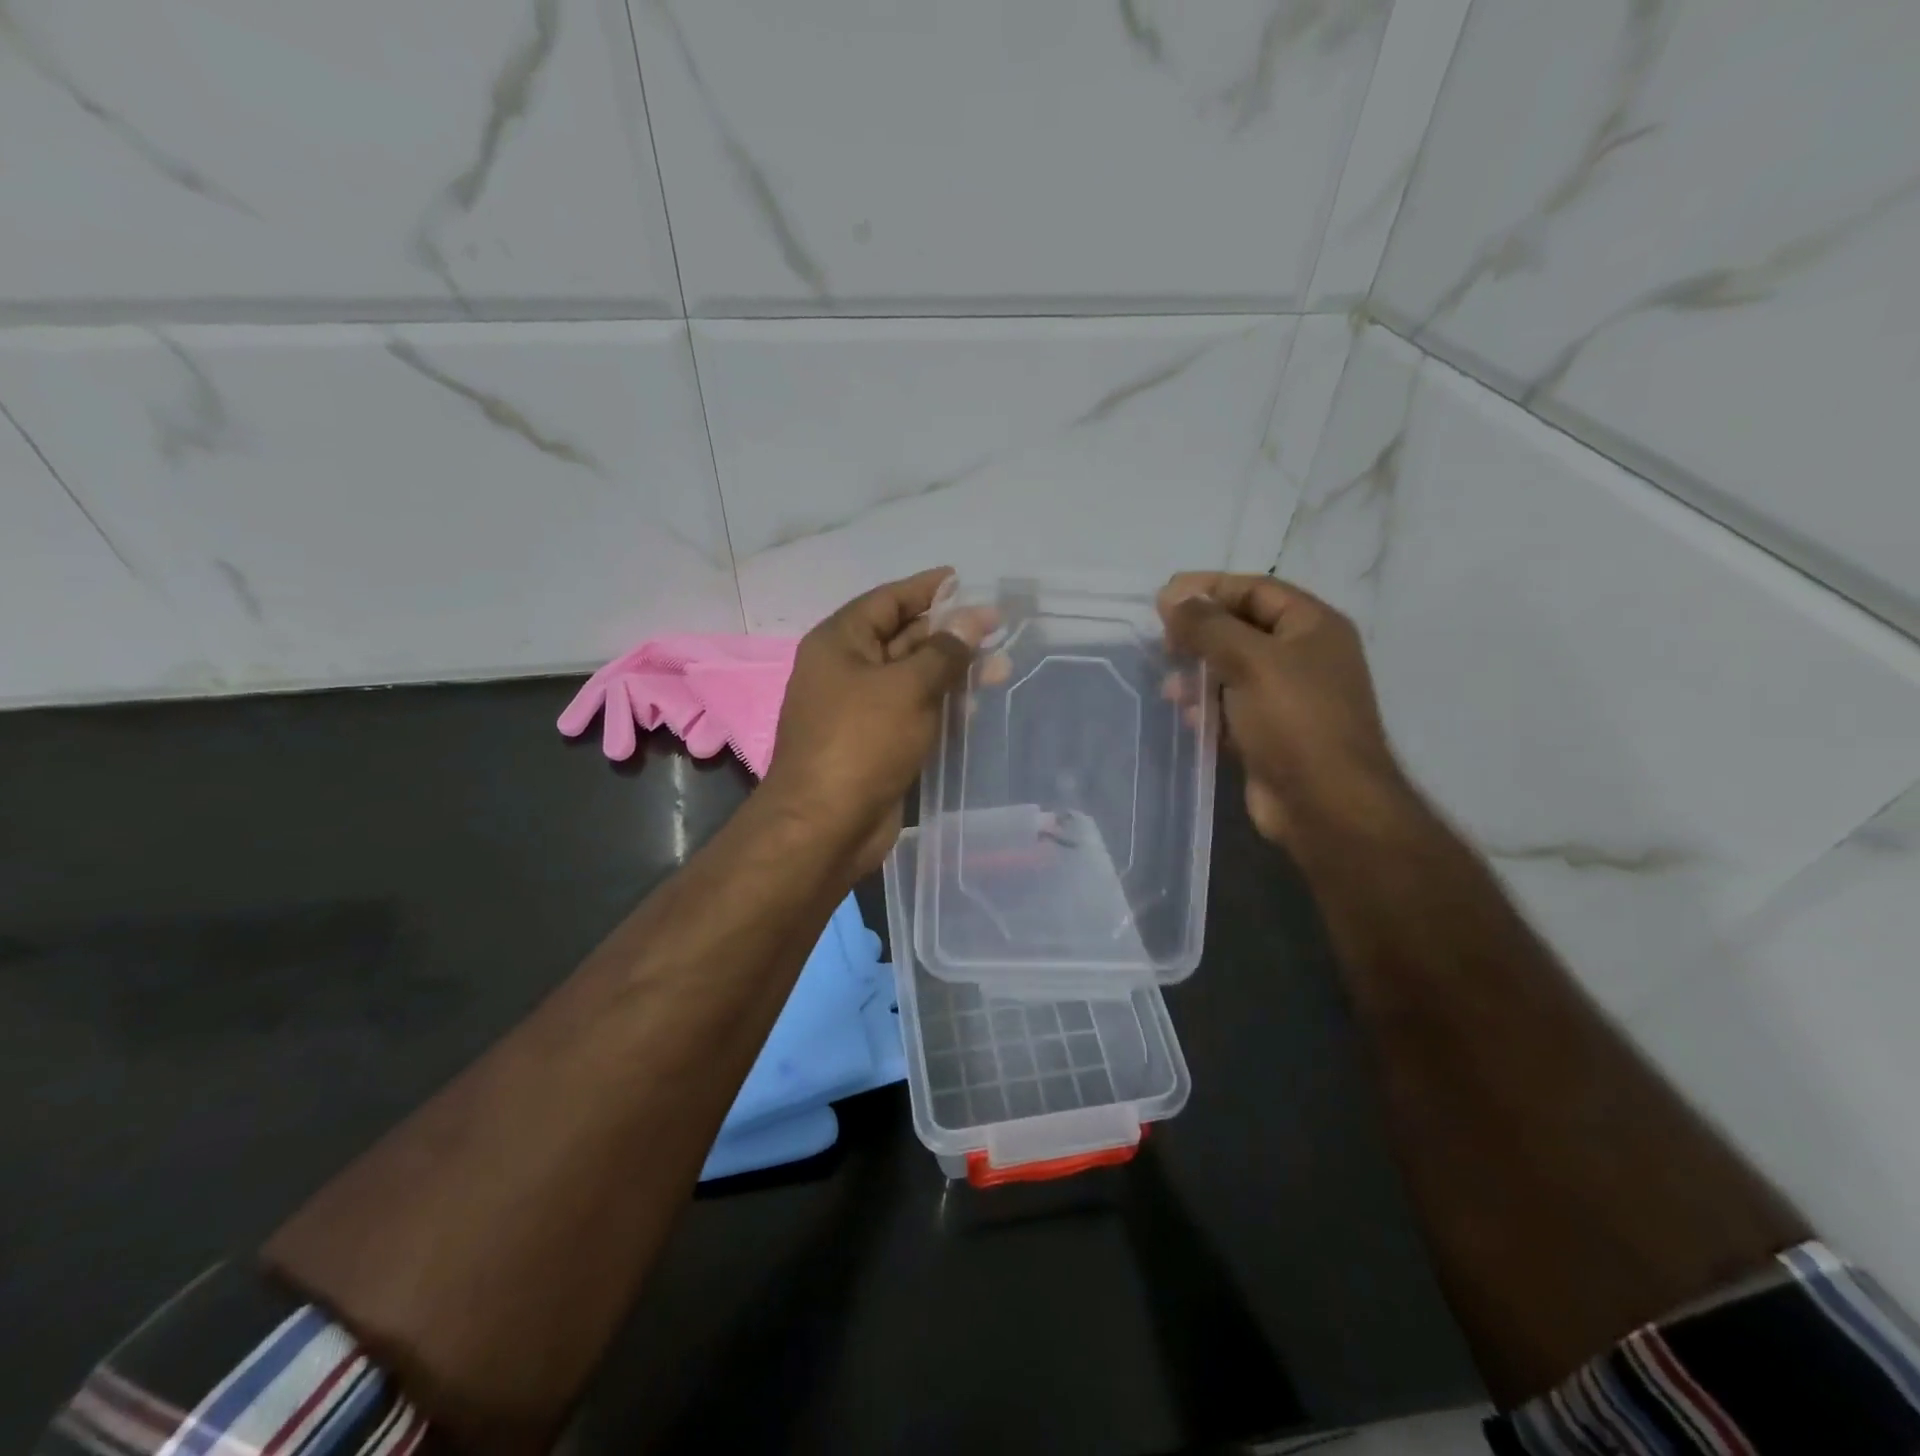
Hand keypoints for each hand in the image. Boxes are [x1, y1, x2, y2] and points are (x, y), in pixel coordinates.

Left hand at [761, 568, 994, 872]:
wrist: (825, 825)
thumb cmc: (862, 742)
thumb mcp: (907, 687)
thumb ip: (945, 651)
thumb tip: (974, 618)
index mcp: (840, 643)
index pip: (888, 601)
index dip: (927, 589)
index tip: (965, 580)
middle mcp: (847, 670)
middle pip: (903, 638)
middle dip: (950, 633)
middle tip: (998, 628)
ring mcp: (861, 709)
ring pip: (913, 678)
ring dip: (953, 672)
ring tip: (1001, 667)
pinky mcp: (877, 743)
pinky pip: (913, 712)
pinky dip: (942, 706)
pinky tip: (976, 707)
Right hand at [1158, 572, 1411, 848]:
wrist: (1325, 805)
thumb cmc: (1294, 722)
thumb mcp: (1250, 661)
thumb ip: (1208, 626)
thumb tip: (1172, 596)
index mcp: (1312, 627)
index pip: (1255, 590)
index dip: (1209, 588)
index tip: (1163, 597)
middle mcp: (1304, 657)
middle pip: (1242, 630)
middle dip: (1200, 634)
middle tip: (1163, 643)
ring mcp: (1288, 698)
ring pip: (1232, 671)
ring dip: (1198, 674)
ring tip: (1170, 688)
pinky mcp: (1271, 734)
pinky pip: (1232, 708)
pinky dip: (1208, 707)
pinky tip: (1189, 717)